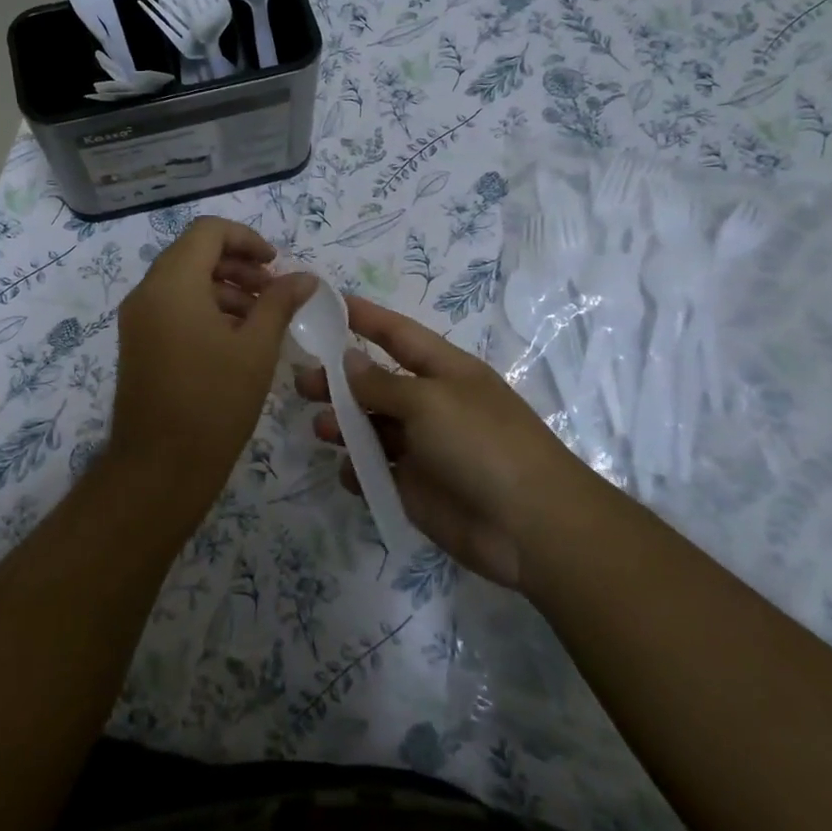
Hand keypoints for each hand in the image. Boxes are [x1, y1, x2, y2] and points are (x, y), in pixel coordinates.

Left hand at [106, 217, 316, 520]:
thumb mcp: (256, 348)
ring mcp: (138, 319)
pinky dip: (204, 308)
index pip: (207, 232)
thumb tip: (305, 277)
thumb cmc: (213, 402)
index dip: (246, 238)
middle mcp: (147, 292)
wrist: (159, 467)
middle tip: (274, 290)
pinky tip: (235, 338)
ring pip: (183, 281)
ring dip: (224, 287)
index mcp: (172, 283)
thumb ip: (280, 302)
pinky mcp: (138, 343)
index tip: (276, 264)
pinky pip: (172, 307)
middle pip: (194, 253)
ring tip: (262, 317)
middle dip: (237, 264)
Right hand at [297, 295, 581, 588]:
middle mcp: (431, 405)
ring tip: (318, 427)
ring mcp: (423, 448)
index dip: (362, 316)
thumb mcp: (429, 401)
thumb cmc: (482, 444)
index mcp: (444, 371)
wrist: (531, 527)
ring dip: (343, 425)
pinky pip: (377, 472)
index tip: (324, 303)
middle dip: (339, 380)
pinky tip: (348, 471)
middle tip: (300, 381)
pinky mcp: (416, 489)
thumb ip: (381, 383)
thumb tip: (347, 360)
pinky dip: (358, 470)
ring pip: (372, 428)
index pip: (396, 334)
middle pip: (376, 383)